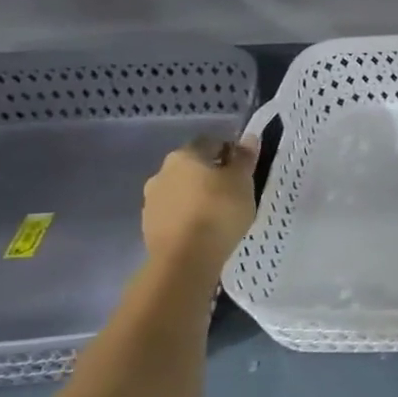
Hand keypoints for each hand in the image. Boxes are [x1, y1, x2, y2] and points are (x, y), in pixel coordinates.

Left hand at [142, 135, 259, 269]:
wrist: (185, 259)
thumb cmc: (219, 212)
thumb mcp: (242, 182)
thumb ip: (244, 158)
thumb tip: (249, 137)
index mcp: (185, 156)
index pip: (210, 143)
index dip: (229, 152)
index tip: (243, 169)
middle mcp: (162, 172)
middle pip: (192, 166)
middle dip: (210, 175)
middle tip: (232, 192)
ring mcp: (152, 200)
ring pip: (180, 190)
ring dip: (196, 196)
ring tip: (217, 214)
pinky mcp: (149, 226)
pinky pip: (173, 213)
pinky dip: (186, 216)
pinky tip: (202, 230)